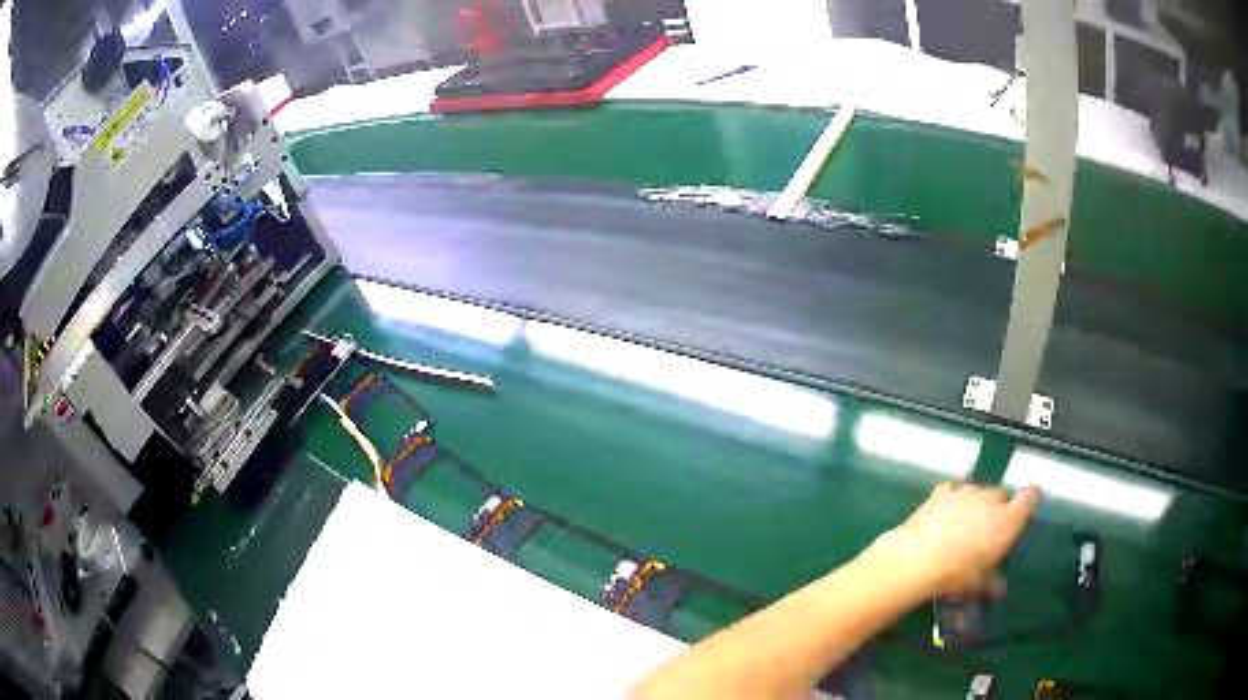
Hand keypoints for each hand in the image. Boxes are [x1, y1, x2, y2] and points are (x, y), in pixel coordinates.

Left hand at [868, 482, 1040, 598]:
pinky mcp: (943, 490)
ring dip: (976, 504)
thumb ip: (993, 582)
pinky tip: (944, 513)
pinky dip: (953, 498)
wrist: (917, 558)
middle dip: (997, 510)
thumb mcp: (978, 583)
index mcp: (1008, 519)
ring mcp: (967, 490)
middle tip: (985, 532)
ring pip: (979, 491)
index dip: (1029, 502)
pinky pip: (954, 489)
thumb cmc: (955, 573)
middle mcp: (992, 499)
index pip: (1031, 496)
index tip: (1023, 513)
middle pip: (1002, 496)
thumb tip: (1000, 589)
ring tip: (962, 526)